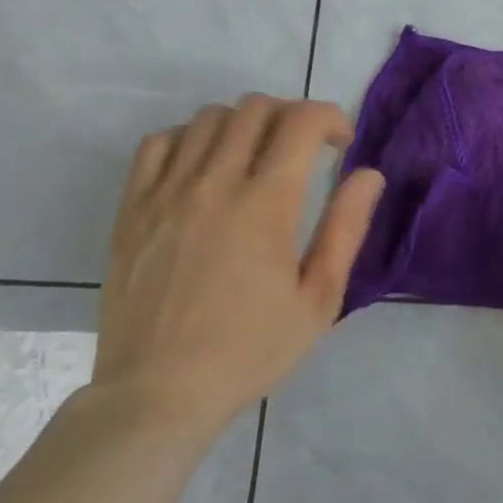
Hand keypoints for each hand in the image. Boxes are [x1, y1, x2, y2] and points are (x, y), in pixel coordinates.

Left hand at [91, 95, 384, 435]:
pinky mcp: (133, 207)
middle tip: (302, 149)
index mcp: (266, 204)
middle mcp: (215, 183)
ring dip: (243, 124)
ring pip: (209, 117)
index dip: (330, 117)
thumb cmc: (249, 350)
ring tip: (254, 156)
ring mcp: (167, 192)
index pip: (302, 121)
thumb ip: (346, 229)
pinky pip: (159, 142)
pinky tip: (203, 168)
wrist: (157, 394)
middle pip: (255, 108)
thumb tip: (369, 174)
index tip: (340, 143)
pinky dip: (189, 139)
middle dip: (291, 115)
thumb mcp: (319, 300)